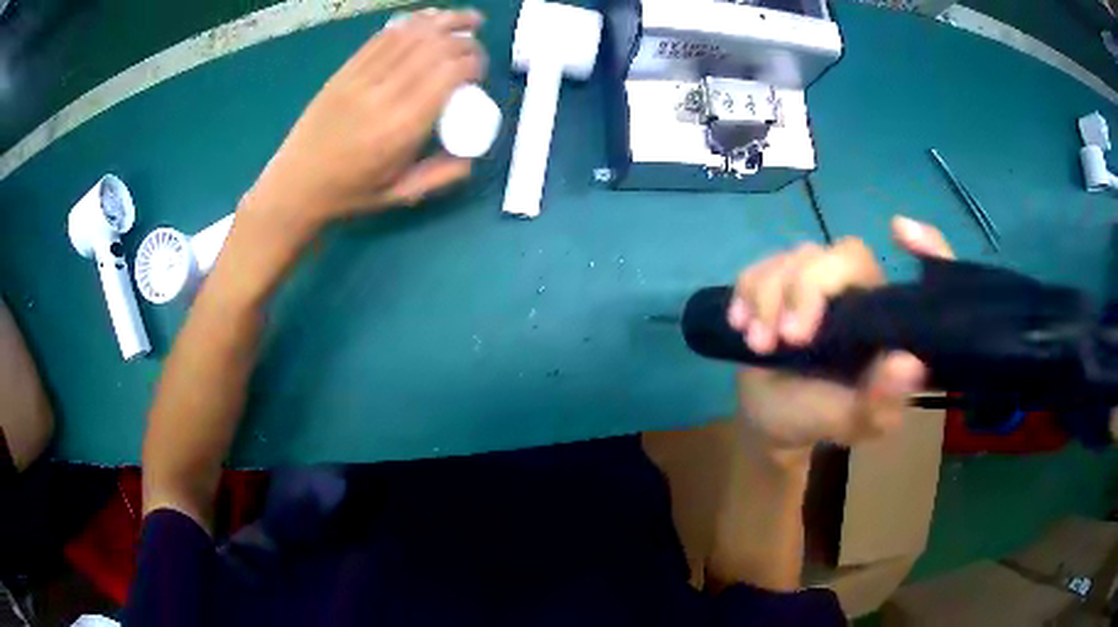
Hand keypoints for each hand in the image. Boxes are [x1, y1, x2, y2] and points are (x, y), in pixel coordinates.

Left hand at [244, 9, 486, 237]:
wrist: (295, 187)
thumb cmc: (349, 195)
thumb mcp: (400, 196)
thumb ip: (440, 176)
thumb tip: (472, 157)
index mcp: (401, 128)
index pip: (448, 74)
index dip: (473, 62)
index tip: (480, 70)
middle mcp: (383, 95)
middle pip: (433, 48)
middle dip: (463, 39)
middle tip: (475, 45)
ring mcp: (359, 79)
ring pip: (409, 35)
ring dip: (442, 20)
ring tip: (465, 18)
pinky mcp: (344, 71)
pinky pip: (381, 37)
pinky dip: (409, 23)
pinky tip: (427, 18)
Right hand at [728, 216, 954, 452]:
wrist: (769, 418)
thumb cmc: (819, 419)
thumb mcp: (852, 423)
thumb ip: (880, 402)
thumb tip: (907, 363)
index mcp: (889, 321)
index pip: (921, 272)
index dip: (927, 245)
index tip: (899, 231)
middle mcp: (861, 291)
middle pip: (844, 254)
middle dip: (807, 288)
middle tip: (786, 337)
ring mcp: (818, 282)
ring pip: (799, 256)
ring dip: (769, 296)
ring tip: (758, 344)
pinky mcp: (781, 281)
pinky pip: (762, 263)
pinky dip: (747, 289)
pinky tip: (740, 322)